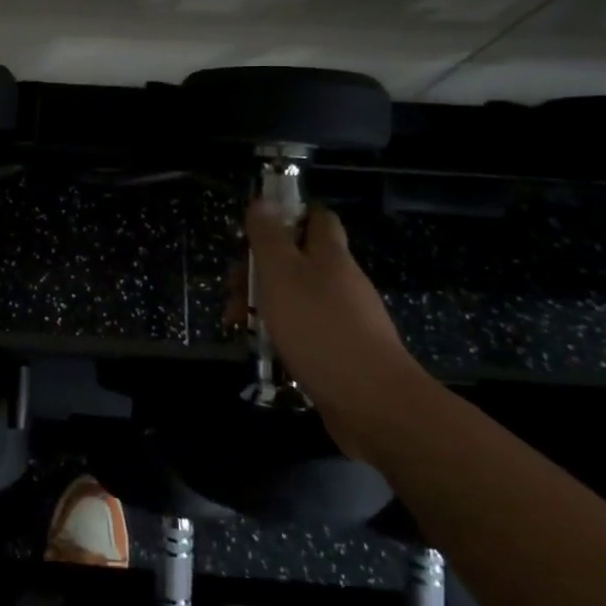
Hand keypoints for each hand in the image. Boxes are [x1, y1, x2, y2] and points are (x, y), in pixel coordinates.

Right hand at [242, 201, 424, 457]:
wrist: (372, 404)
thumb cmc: (319, 327)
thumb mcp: (281, 274)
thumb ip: (269, 237)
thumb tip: (262, 202)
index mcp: (330, 255)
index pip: (317, 218)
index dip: (289, 215)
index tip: (257, 228)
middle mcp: (341, 281)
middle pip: (298, 260)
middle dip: (260, 269)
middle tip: (232, 287)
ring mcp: (345, 318)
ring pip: (297, 297)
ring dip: (264, 304)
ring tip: (235, 323)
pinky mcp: (343, 352)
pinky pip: (305, 331)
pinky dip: (281, 334)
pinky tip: (263, 349)